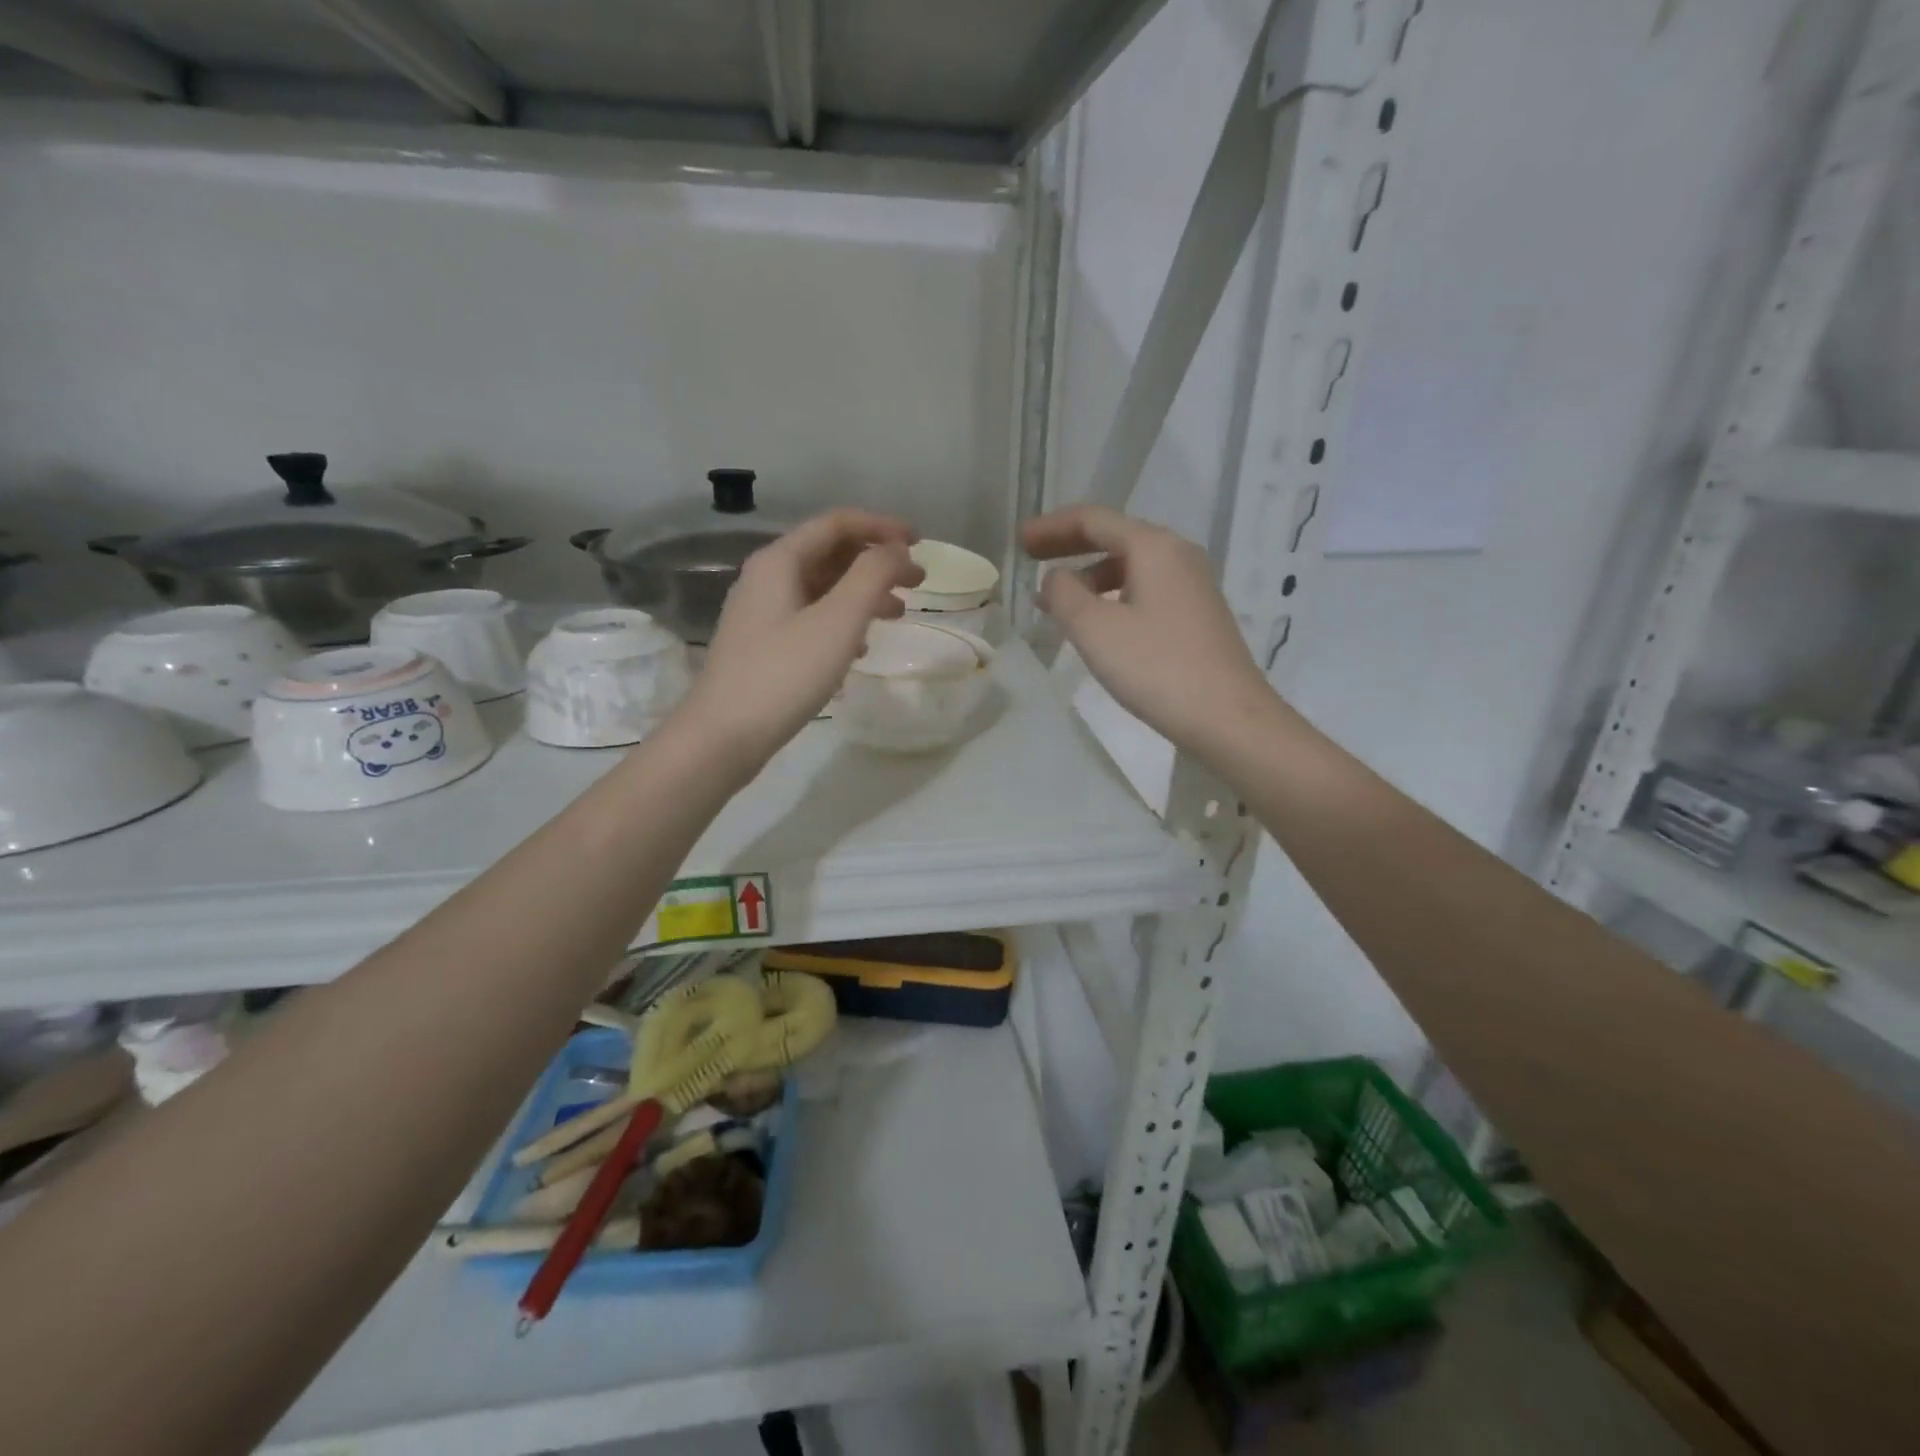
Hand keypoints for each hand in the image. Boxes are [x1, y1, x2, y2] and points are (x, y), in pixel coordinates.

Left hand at [678, 509, 921, 772]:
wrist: (724, 736)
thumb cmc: (784, 674)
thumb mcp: (838, 621)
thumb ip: (872, 577)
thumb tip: (897, 551)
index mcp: (780, 561)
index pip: (837, 524)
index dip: (882, 527)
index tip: (920, 543)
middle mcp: (767, 578)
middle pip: (830, 554)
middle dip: (876, 563)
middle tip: (918, 582)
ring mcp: (763, 613)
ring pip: (823, 589)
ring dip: (864, 594)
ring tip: (898, 615)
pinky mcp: (764, 645)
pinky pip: (812, 618)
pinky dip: (843, 622)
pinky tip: (861, 648)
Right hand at [1023, 504, 1273, 750]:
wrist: (1227, 716)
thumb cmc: (1155, 667)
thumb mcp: (1095, 629)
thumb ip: (1064, 594)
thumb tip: (1055, 578)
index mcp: (1153, 546)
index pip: (1093, 520)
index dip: (1052, 527)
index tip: (1020, 541)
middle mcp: (1177, 555)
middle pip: (1115, 538)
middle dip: (1070, 547)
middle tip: (1032, 559)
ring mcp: (1192, 586)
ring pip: (1130, 567)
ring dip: (1090, 577)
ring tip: (1058, 603)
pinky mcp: (1197, 615)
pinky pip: (1145, 590)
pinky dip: (1113, 596)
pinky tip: (1098, 624)